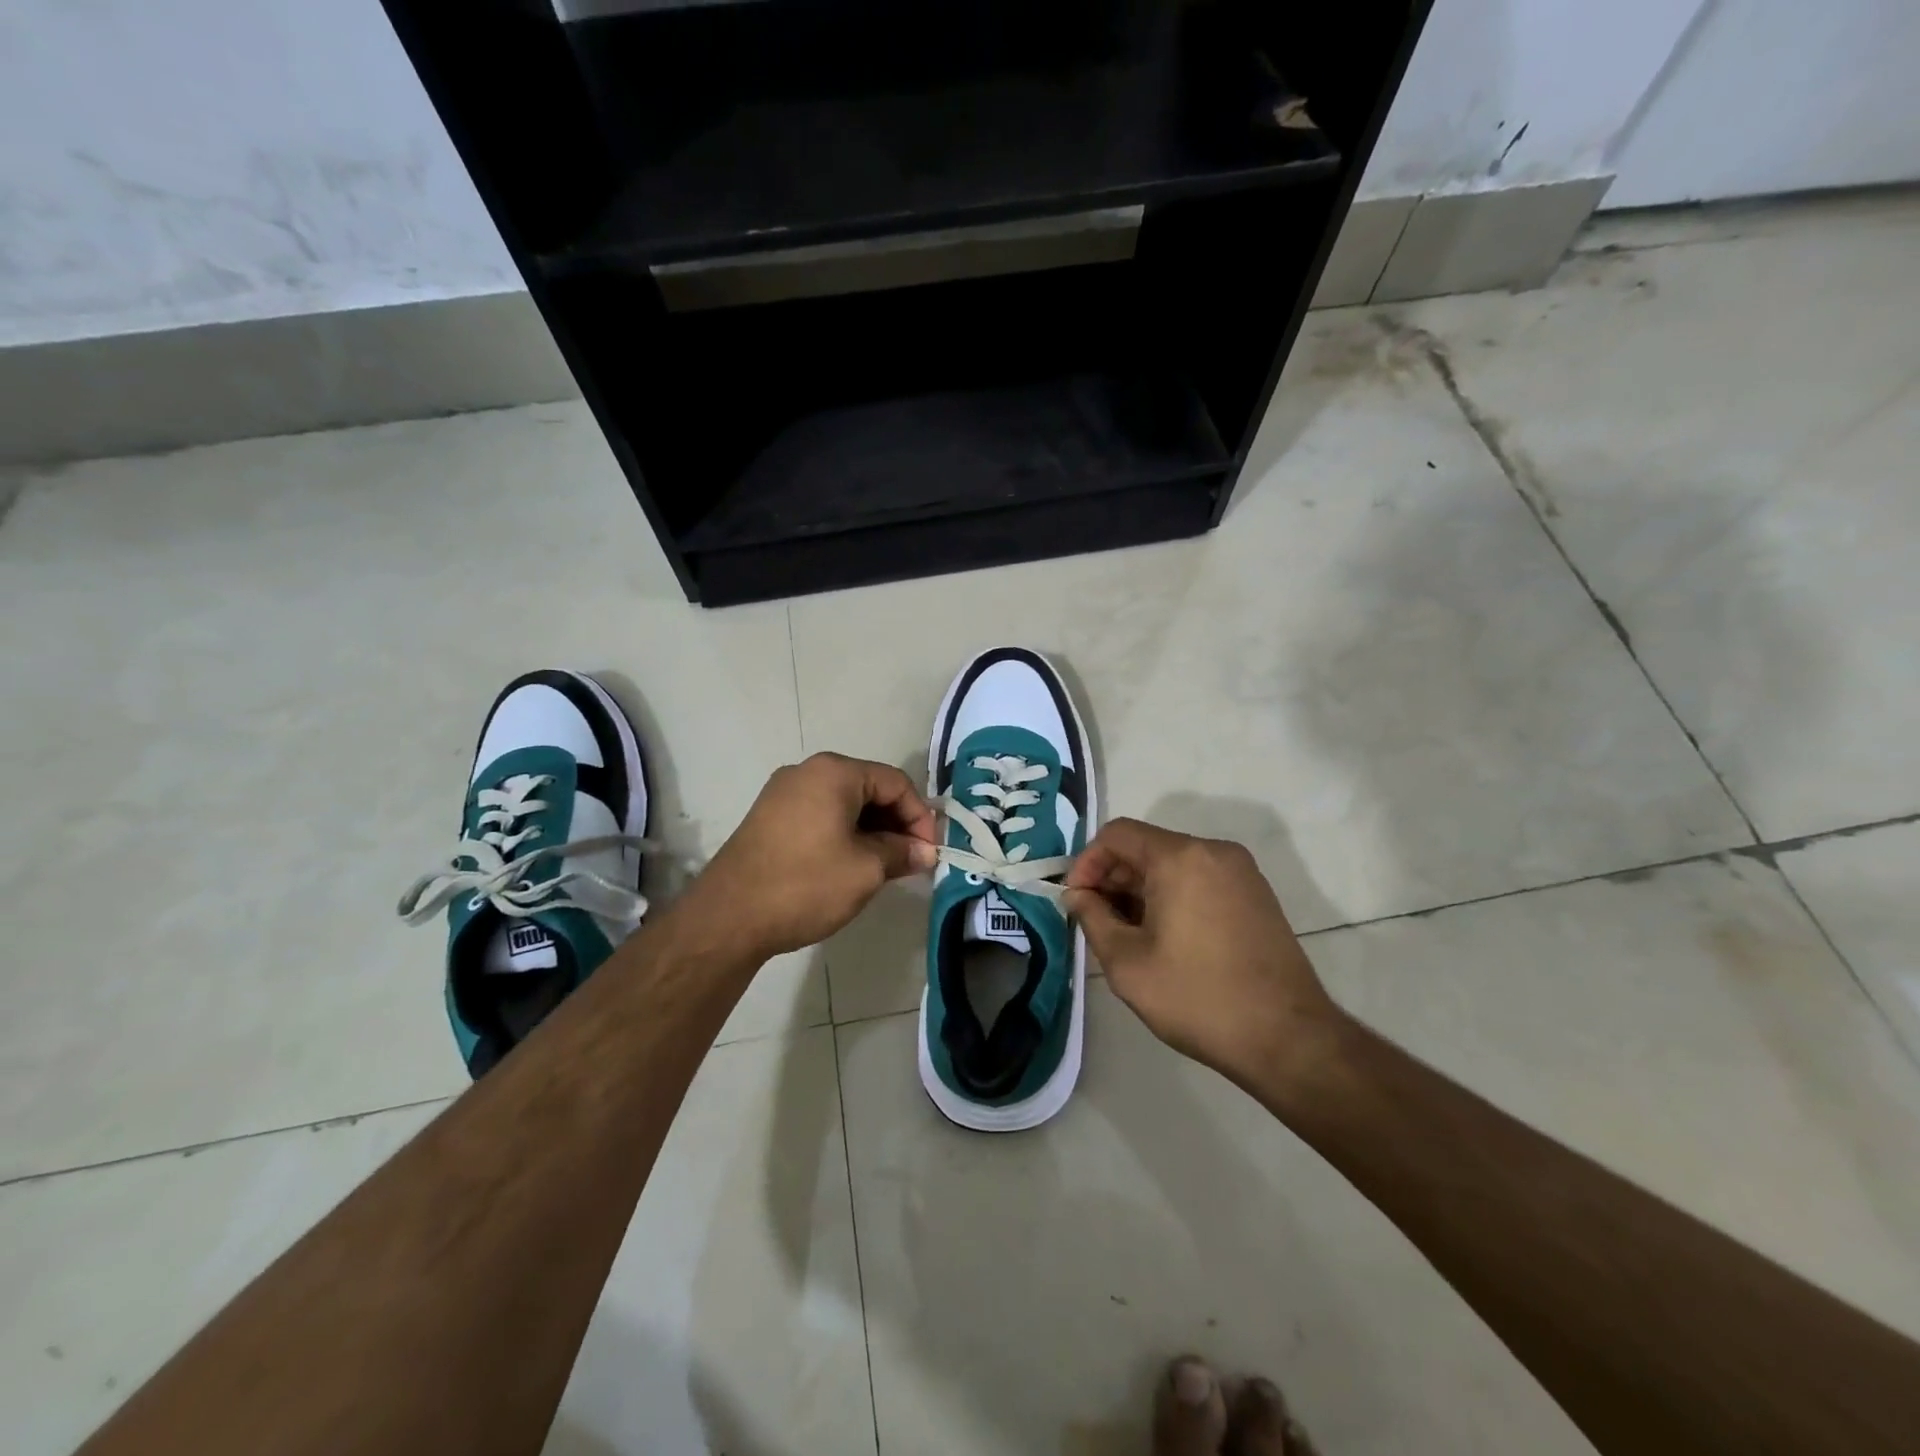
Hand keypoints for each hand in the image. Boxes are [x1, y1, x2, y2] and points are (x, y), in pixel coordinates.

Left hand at [684, 753, 937, 958]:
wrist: (728, 917)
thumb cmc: (806, 885)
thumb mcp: (866, 870)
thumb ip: (902, 853)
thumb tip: (925, 851)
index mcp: (834, 772)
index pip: (895, 782)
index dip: (920, 816)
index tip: (929, 851)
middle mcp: (807, 771)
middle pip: (869, 788)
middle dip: (896, 823)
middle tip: (911, 860)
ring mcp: (783, 792)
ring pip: (844, 803)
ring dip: (871, 830)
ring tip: (884, 866)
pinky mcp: (769, 816)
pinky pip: (820, 815)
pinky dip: (844, 833)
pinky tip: (851, 864)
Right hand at [1063, 819, 1342, 1088]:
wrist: (1288, 1039)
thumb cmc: (1198, 998)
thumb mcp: (1127, 963)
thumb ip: (1093, 918)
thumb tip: (1078, 895)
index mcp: (1181, 858)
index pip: (1117, 834)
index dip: (1087, 863)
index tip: (1076, 901)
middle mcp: (1214, 851)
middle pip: (1146, 847)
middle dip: (1113, 878)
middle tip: (1097, 922)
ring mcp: (1241, 872)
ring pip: (1173, 865)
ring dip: (1141, 890)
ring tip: (1128, 935)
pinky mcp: (1256, 895)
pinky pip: (1200, 879)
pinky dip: (1173, 896)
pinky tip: (1166, 938)